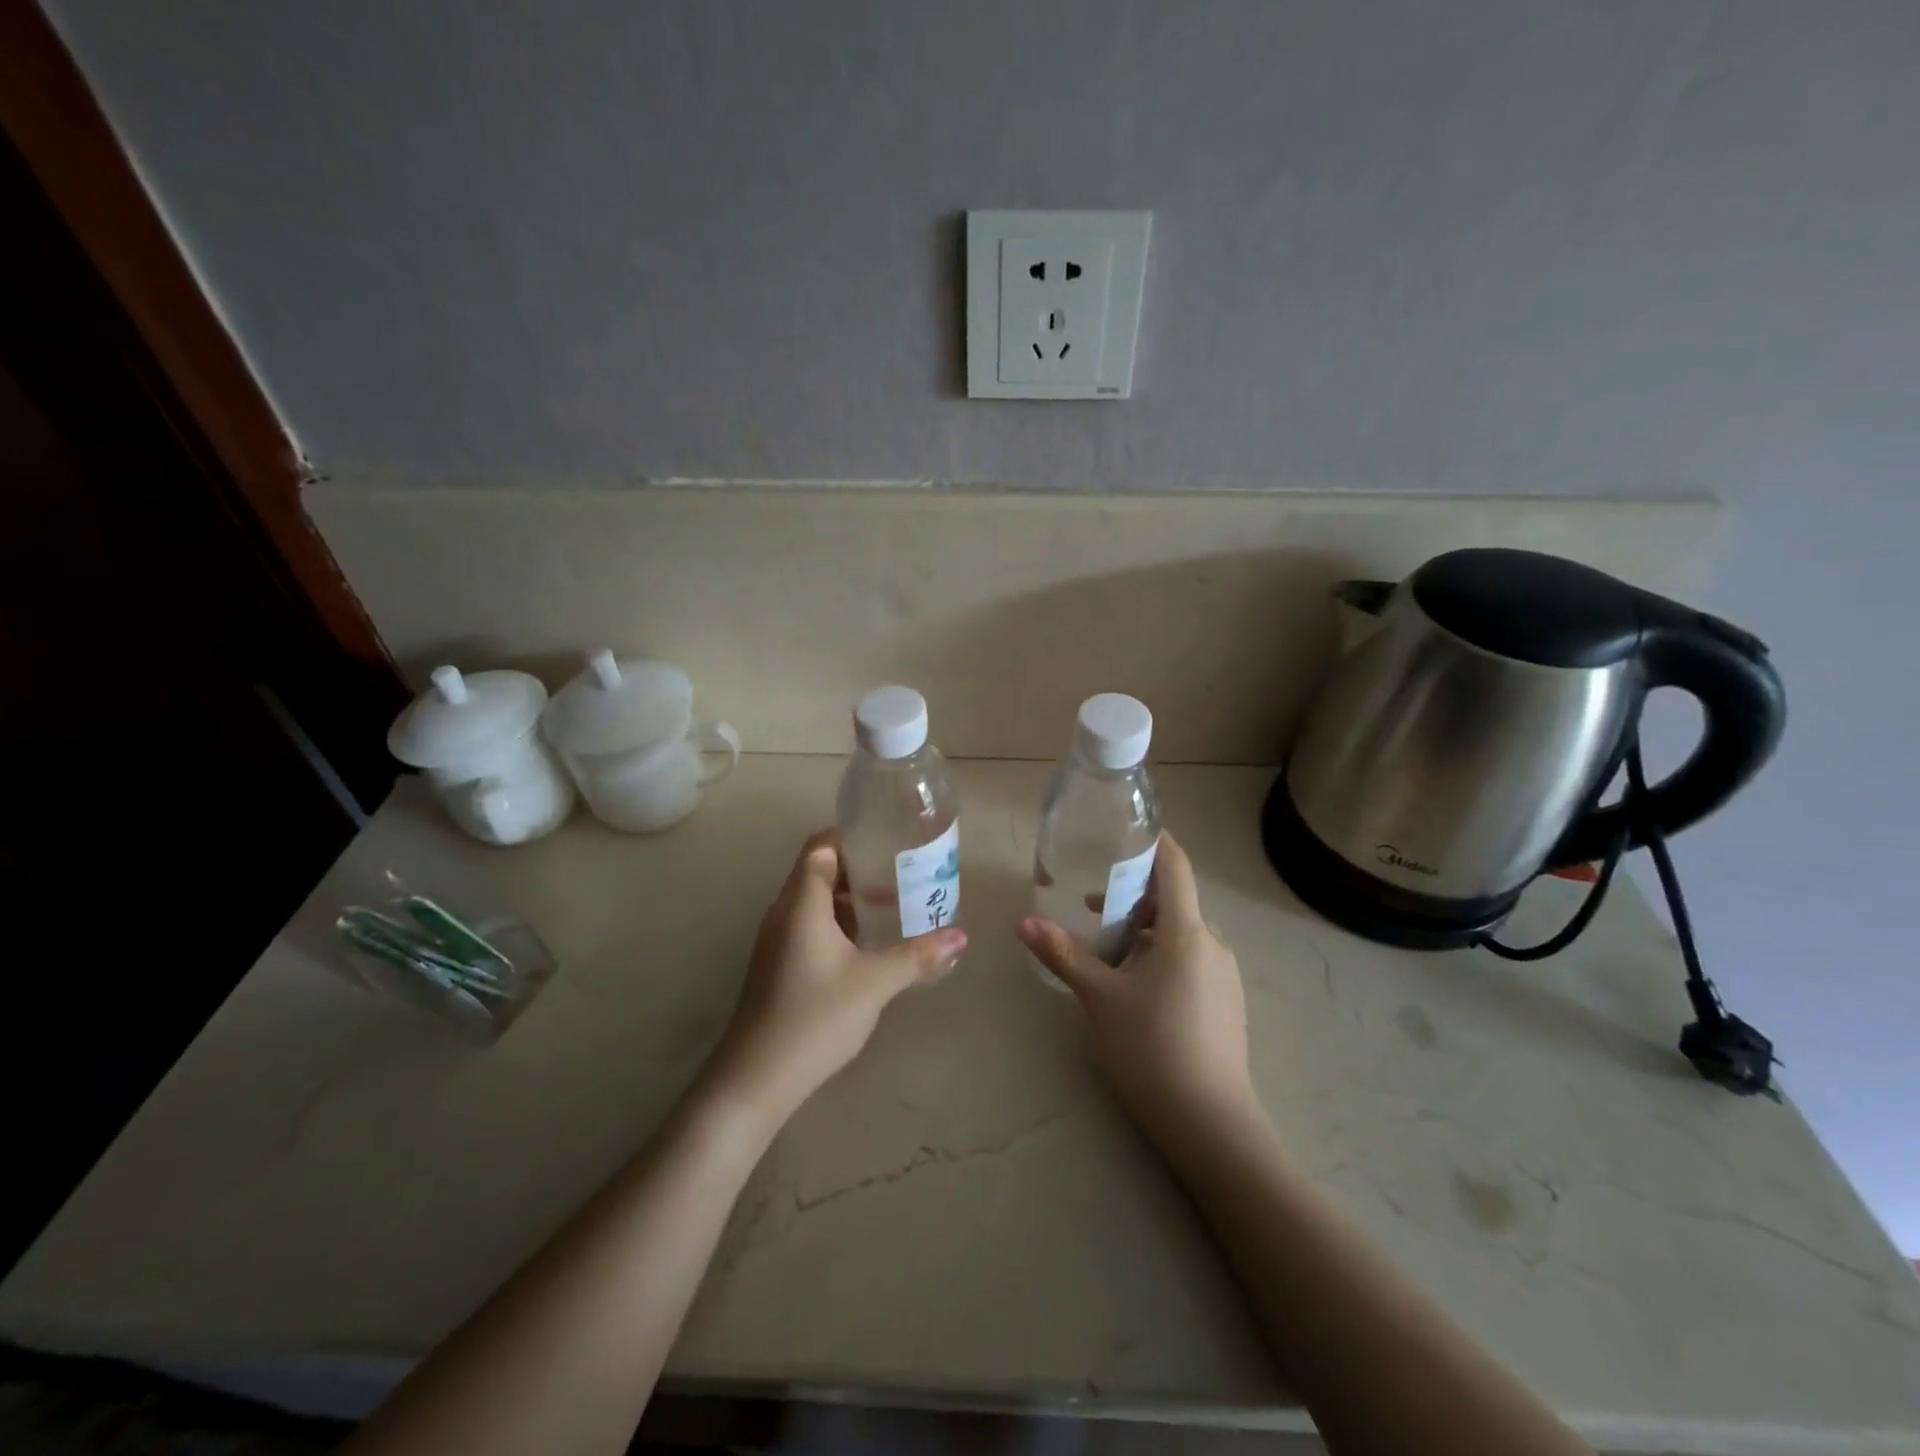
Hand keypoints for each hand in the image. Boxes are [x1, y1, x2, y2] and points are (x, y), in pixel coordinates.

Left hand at [704, 830, 966, 1130]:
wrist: (756, 1078)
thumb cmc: (815, 1017)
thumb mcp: (874, 983)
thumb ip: (918, 955)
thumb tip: (960, 937)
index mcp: (801, 903)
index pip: (820, 846)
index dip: (851, 837)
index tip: (889, 842)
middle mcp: (784, 913)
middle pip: (819, 871)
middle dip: (860, 870)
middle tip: (902, 875)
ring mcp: (777, 941)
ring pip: (815, 903)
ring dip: (850, 901)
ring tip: (892, 908)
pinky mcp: (778, 966)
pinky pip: (810, 927)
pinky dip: (838, 926)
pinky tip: (867, 948)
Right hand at [1018, 832, 1254, 1146]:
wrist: (1210, 1123)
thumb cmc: (1151, 1048)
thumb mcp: (1099, 998)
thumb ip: (1064, 954)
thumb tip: (1024, 921)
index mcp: (1186, 933)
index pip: (1175, 866)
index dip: (1154, 842)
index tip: (1126, 831)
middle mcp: (1212, 945)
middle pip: (1174, 902)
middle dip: (1133, 898)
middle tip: (1091, 909)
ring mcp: (1224, 976)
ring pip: (1181, 935)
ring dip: (1144, 932)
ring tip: (1107, 956)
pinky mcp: (1226, 1003)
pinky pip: (1191, 961)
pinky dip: (1162, 957)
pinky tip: (1137, 990)